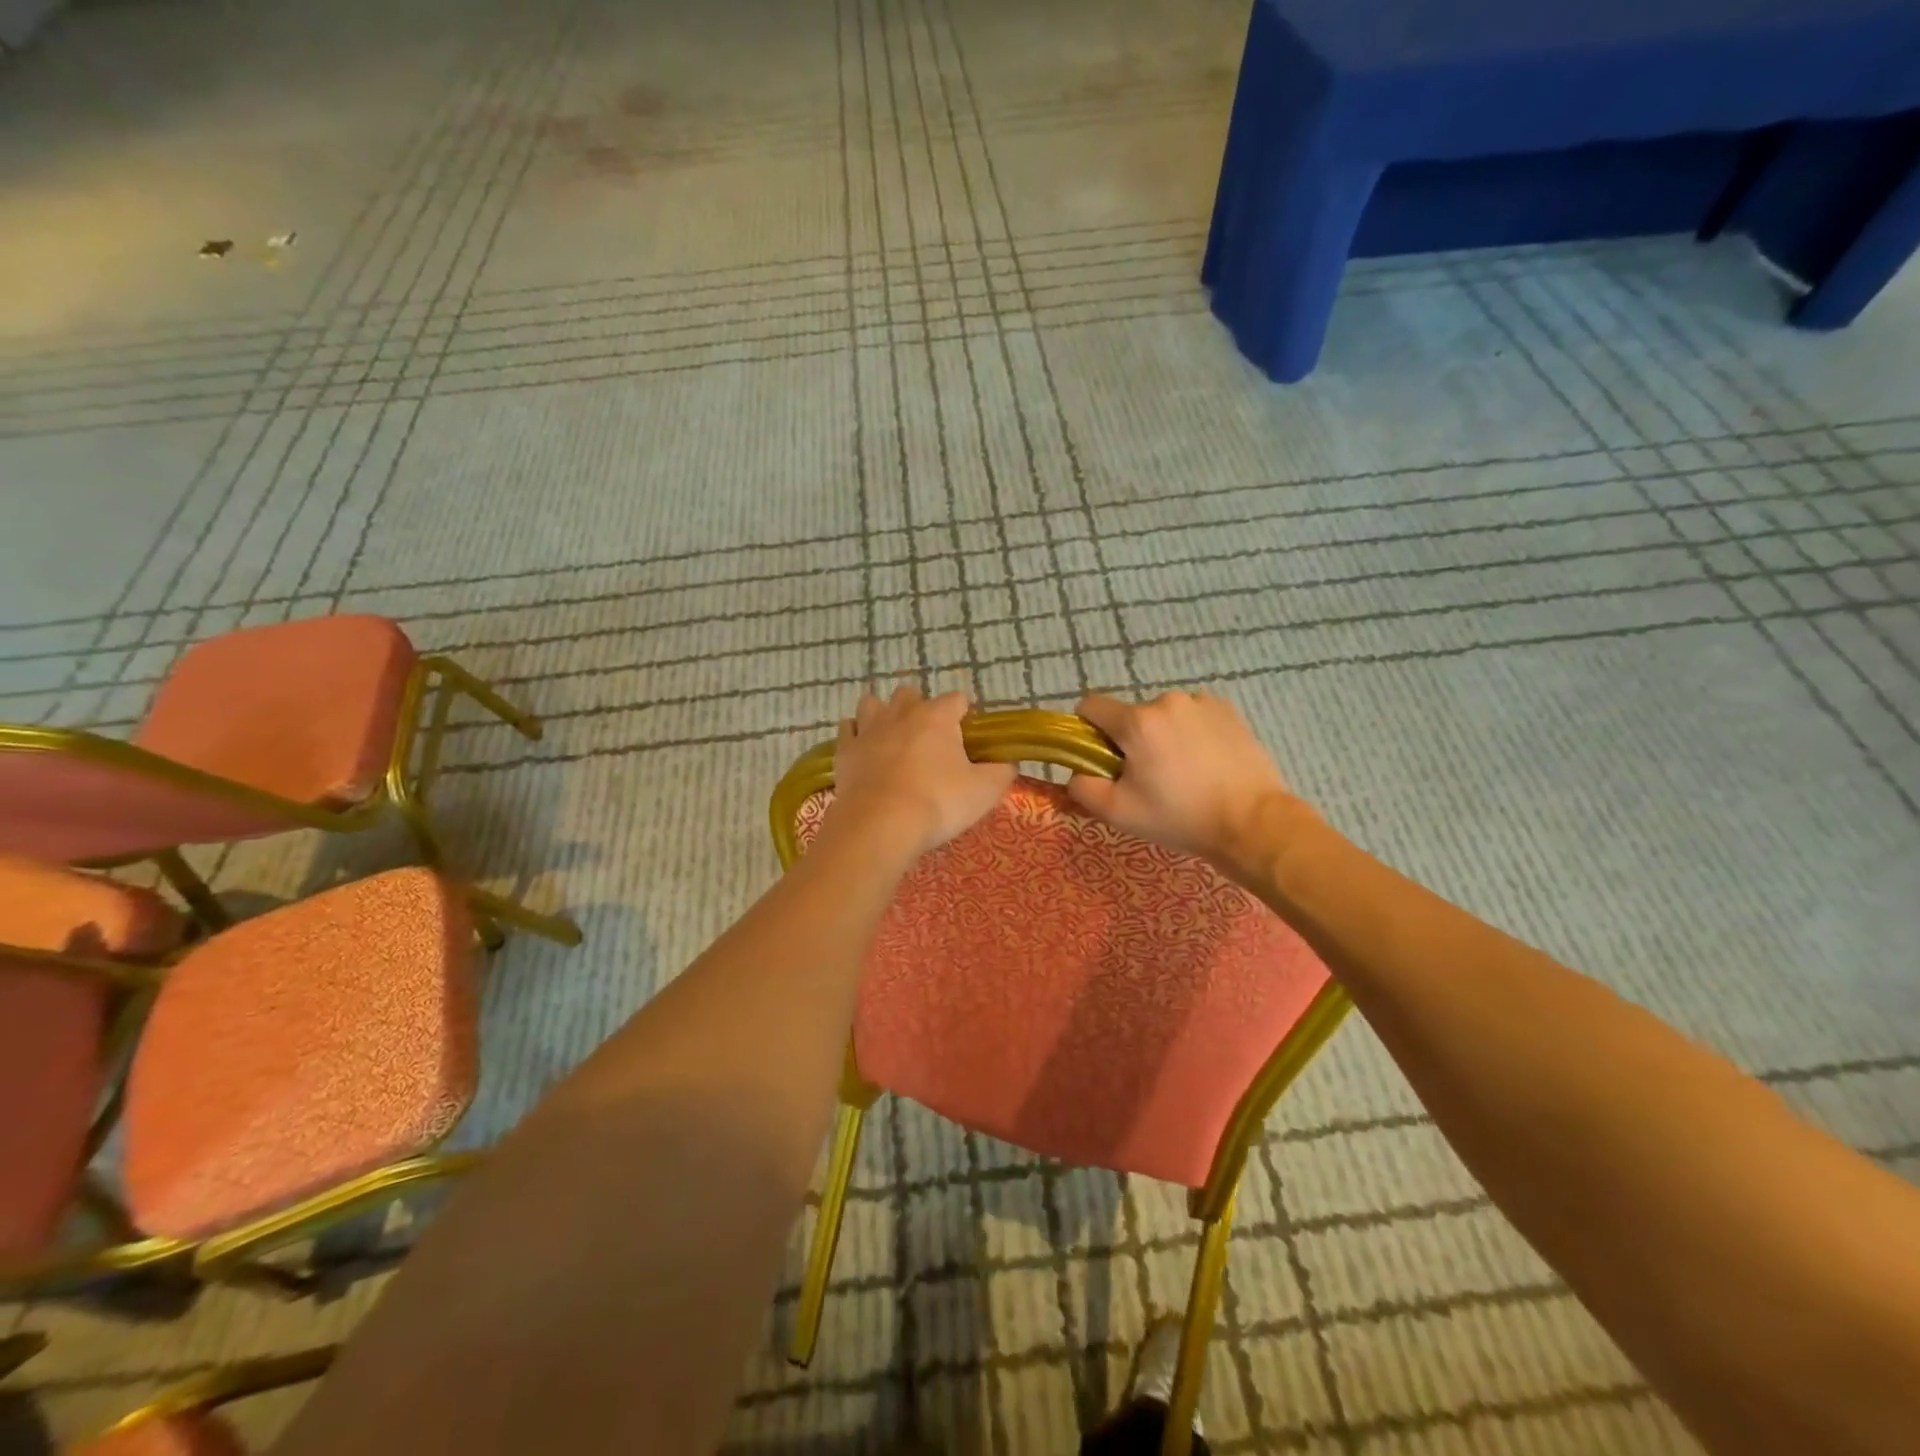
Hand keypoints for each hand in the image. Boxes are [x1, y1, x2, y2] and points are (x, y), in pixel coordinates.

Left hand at [828, 686, 1015, 859]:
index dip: (964, 714)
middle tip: (928, 738)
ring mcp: (868, 729)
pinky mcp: (845, 751)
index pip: (956, 700)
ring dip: (882, 712)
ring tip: (891, 734)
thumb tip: (1008, 763)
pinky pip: (847, 729)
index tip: (968, 736)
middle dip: (919, 707)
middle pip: (910, 693)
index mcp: (937, 716)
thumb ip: (1000, 773)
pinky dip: (855, 733)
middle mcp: (902, 713)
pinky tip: (862, 746)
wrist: (880, 824)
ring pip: (872, 703)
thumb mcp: (984, 792)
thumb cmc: (938, 802)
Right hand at [1067, 690, 1313, 880]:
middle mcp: (1167, 700)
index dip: (1086, 731)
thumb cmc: (1180, 817)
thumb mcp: (1119, 813)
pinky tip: (1205, 763)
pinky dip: (1190, 733)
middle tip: (1148, 779)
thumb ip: (1082, 788)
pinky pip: (1193, 716)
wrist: (1252, 823)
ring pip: (1163, 716)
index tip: (1100, 760)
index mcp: (1136, 721)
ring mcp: (1201, 702)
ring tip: (1182, 773)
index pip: (1090, 706)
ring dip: (1162, 736)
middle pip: (1130, 716)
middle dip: (1130, 741)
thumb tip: (1076, 774)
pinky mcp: (1228, 711)